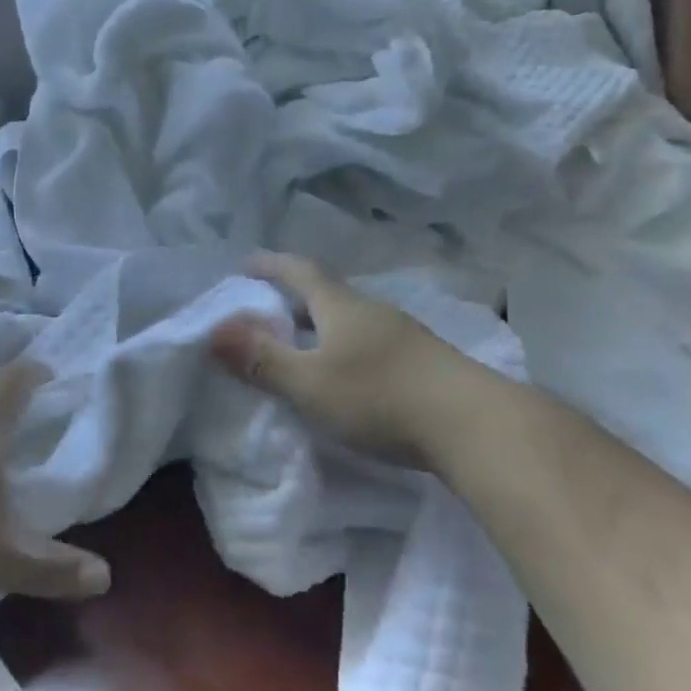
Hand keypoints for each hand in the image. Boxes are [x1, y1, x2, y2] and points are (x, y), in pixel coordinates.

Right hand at [210, 253, 490, 459]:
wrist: (477, 427)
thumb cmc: (380, 397)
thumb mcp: (309, 383)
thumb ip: (261, 360)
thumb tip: (213, 332)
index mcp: (342, 306)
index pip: (300, 271)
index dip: (271, 265)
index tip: (246, 263)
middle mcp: (374, 311)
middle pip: (327, 293)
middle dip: (294, 295)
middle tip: (267, 308)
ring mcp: (404, 336)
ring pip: (352, 319)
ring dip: (322, 324)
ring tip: (302, 342)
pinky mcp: (425, 364)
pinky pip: (371, 342)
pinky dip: (346, 347)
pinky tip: (346, 373)